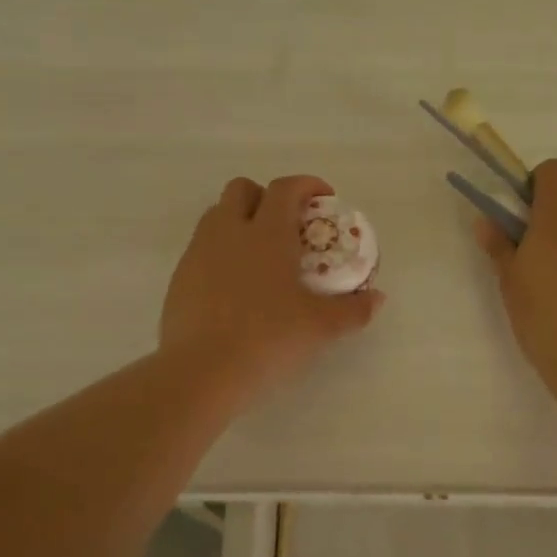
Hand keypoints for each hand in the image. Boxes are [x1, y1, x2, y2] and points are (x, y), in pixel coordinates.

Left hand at [161, 174, 384, 395]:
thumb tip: (377, 299)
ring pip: (216, 215)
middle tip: (286, 224)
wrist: (201, 371)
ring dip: (239, 220)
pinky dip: (221, 252)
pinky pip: (201, 248)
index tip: (324, 197)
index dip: (307, 185)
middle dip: (265, 196)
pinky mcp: (180, 277)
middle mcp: (229, 231)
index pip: (285, 188)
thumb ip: (353, 310)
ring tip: (260, 253)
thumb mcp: (320, 327)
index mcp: (267, 233)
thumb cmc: (267, 339)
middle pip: (242, 189)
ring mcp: (198, 253)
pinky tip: (235, 286)